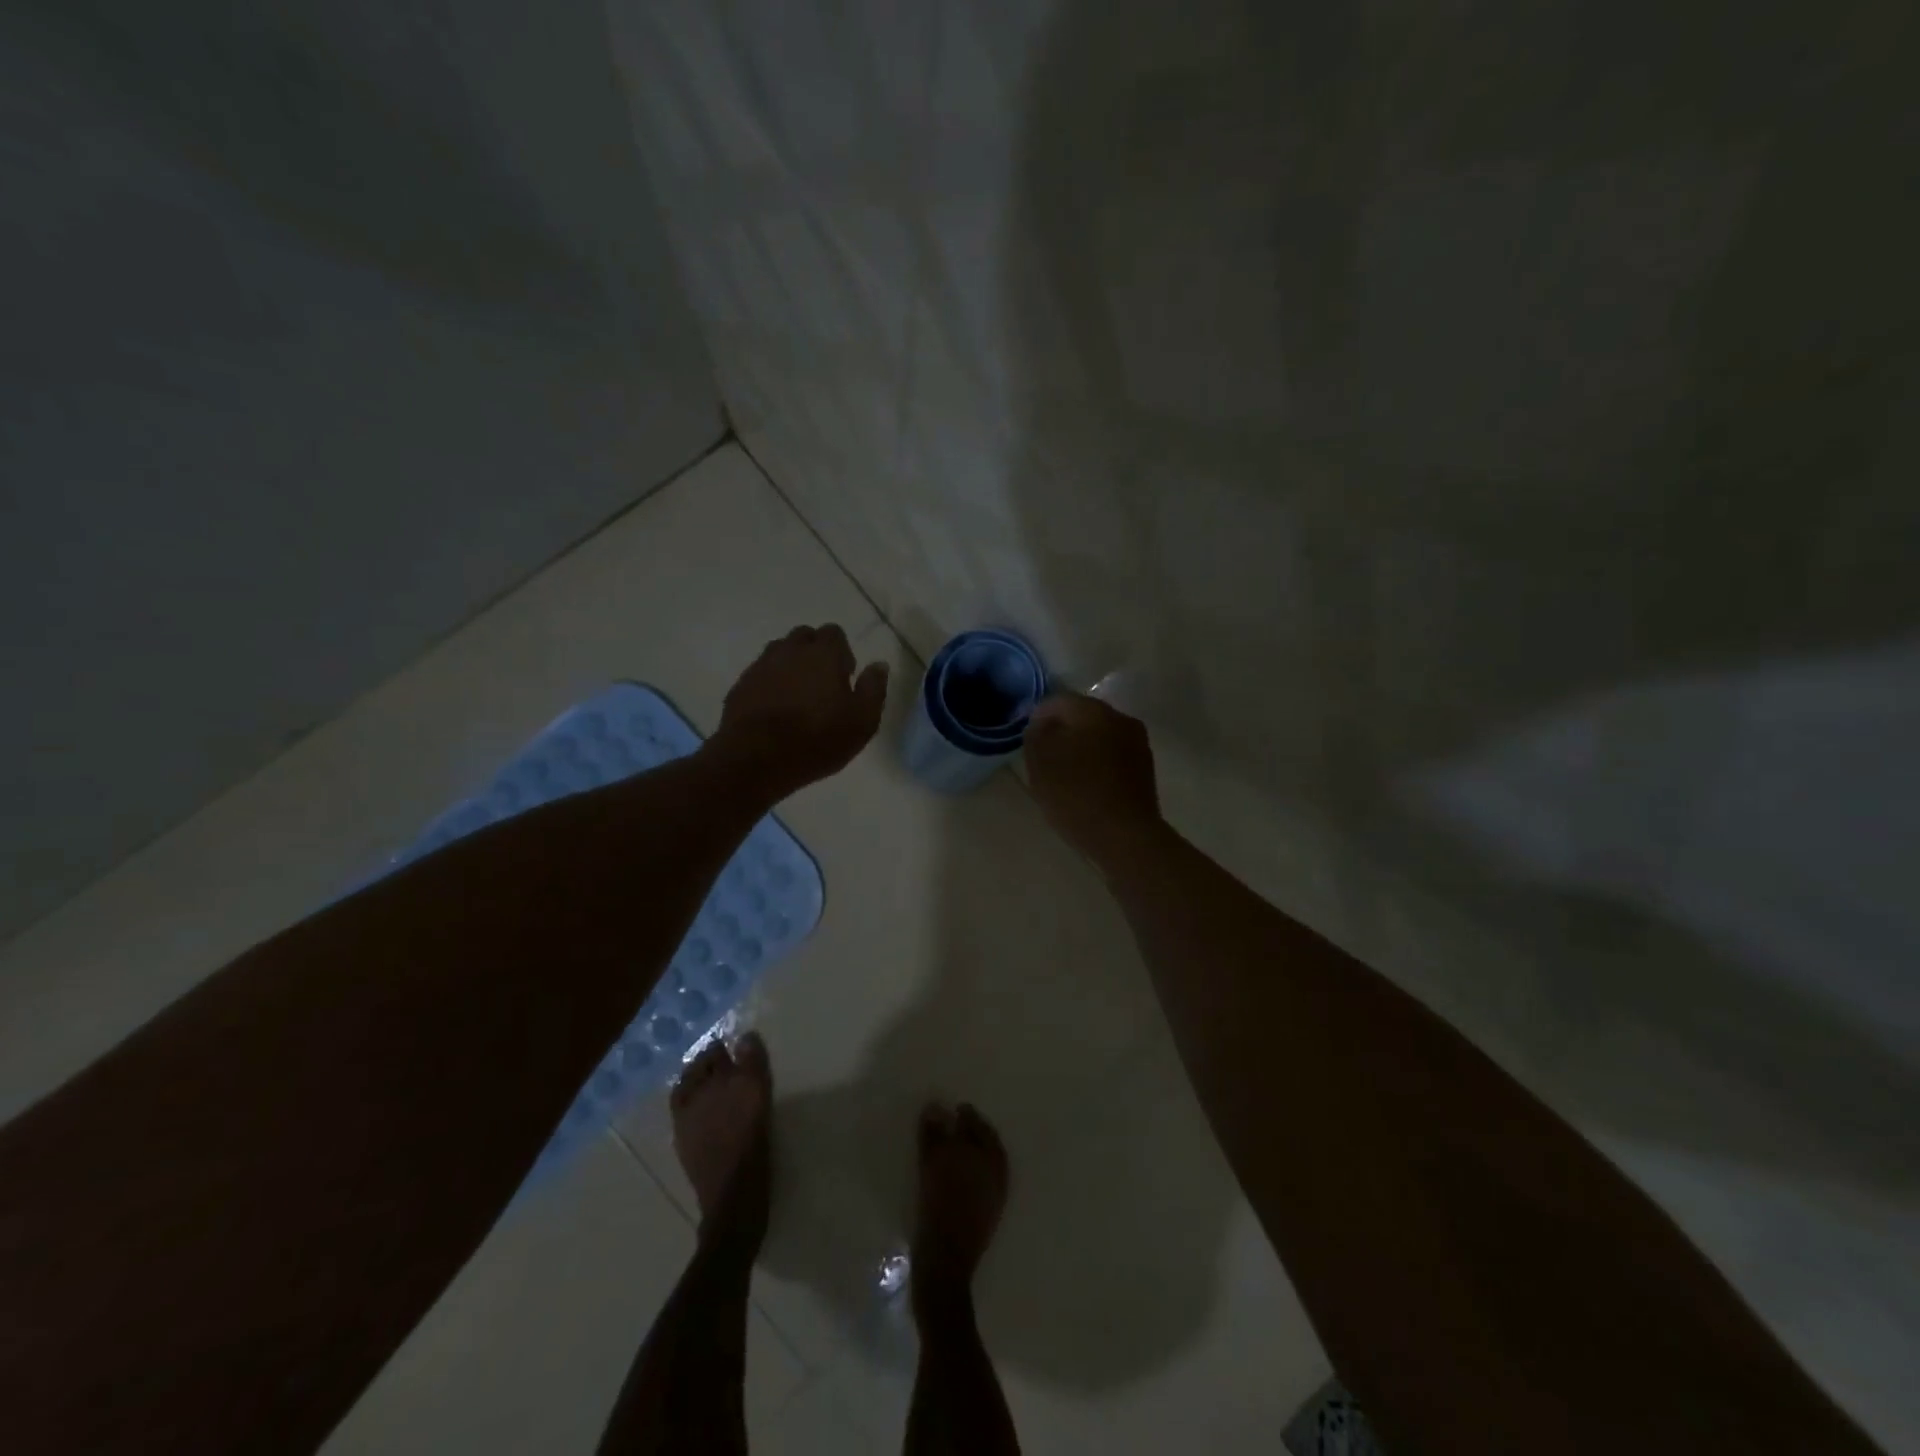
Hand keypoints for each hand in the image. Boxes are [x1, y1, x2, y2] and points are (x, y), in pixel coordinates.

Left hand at [714, 624, 888, 798]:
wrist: (757, 759)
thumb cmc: (818, 739)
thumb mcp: (862, 721)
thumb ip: (874, 688)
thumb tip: (879, 665)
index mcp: (823, 653)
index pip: (834, 632)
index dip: (842, 652)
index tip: (845, 677)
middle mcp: (790, 650)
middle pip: (804, 637)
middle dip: (814, 652)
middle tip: (822, 685)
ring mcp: (761, 666)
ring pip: (779, 653)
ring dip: (790, 666)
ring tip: (797, 696)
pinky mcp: (740, 686)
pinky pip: (760, 675)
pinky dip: (769, 684)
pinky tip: (774, 710)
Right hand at [1024, 692, 1161, 858]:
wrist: (1126, 837)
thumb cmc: (1077, 795)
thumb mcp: (1040, 764)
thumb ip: (1035, 735)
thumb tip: (1041, 725)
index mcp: (1094, 710)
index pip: (1058, 701)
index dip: (1037, 717)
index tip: (1026, 739)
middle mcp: (1120, 719)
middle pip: (1082, 716)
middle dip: (1061, 731)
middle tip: (1043, 756)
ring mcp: (1138, 743)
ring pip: (1099, 736)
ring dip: (1080, 747)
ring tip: (1064, 774)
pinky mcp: (1145, 768)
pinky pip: (1112, 756)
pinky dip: (1097, 763)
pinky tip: (1086, 785)